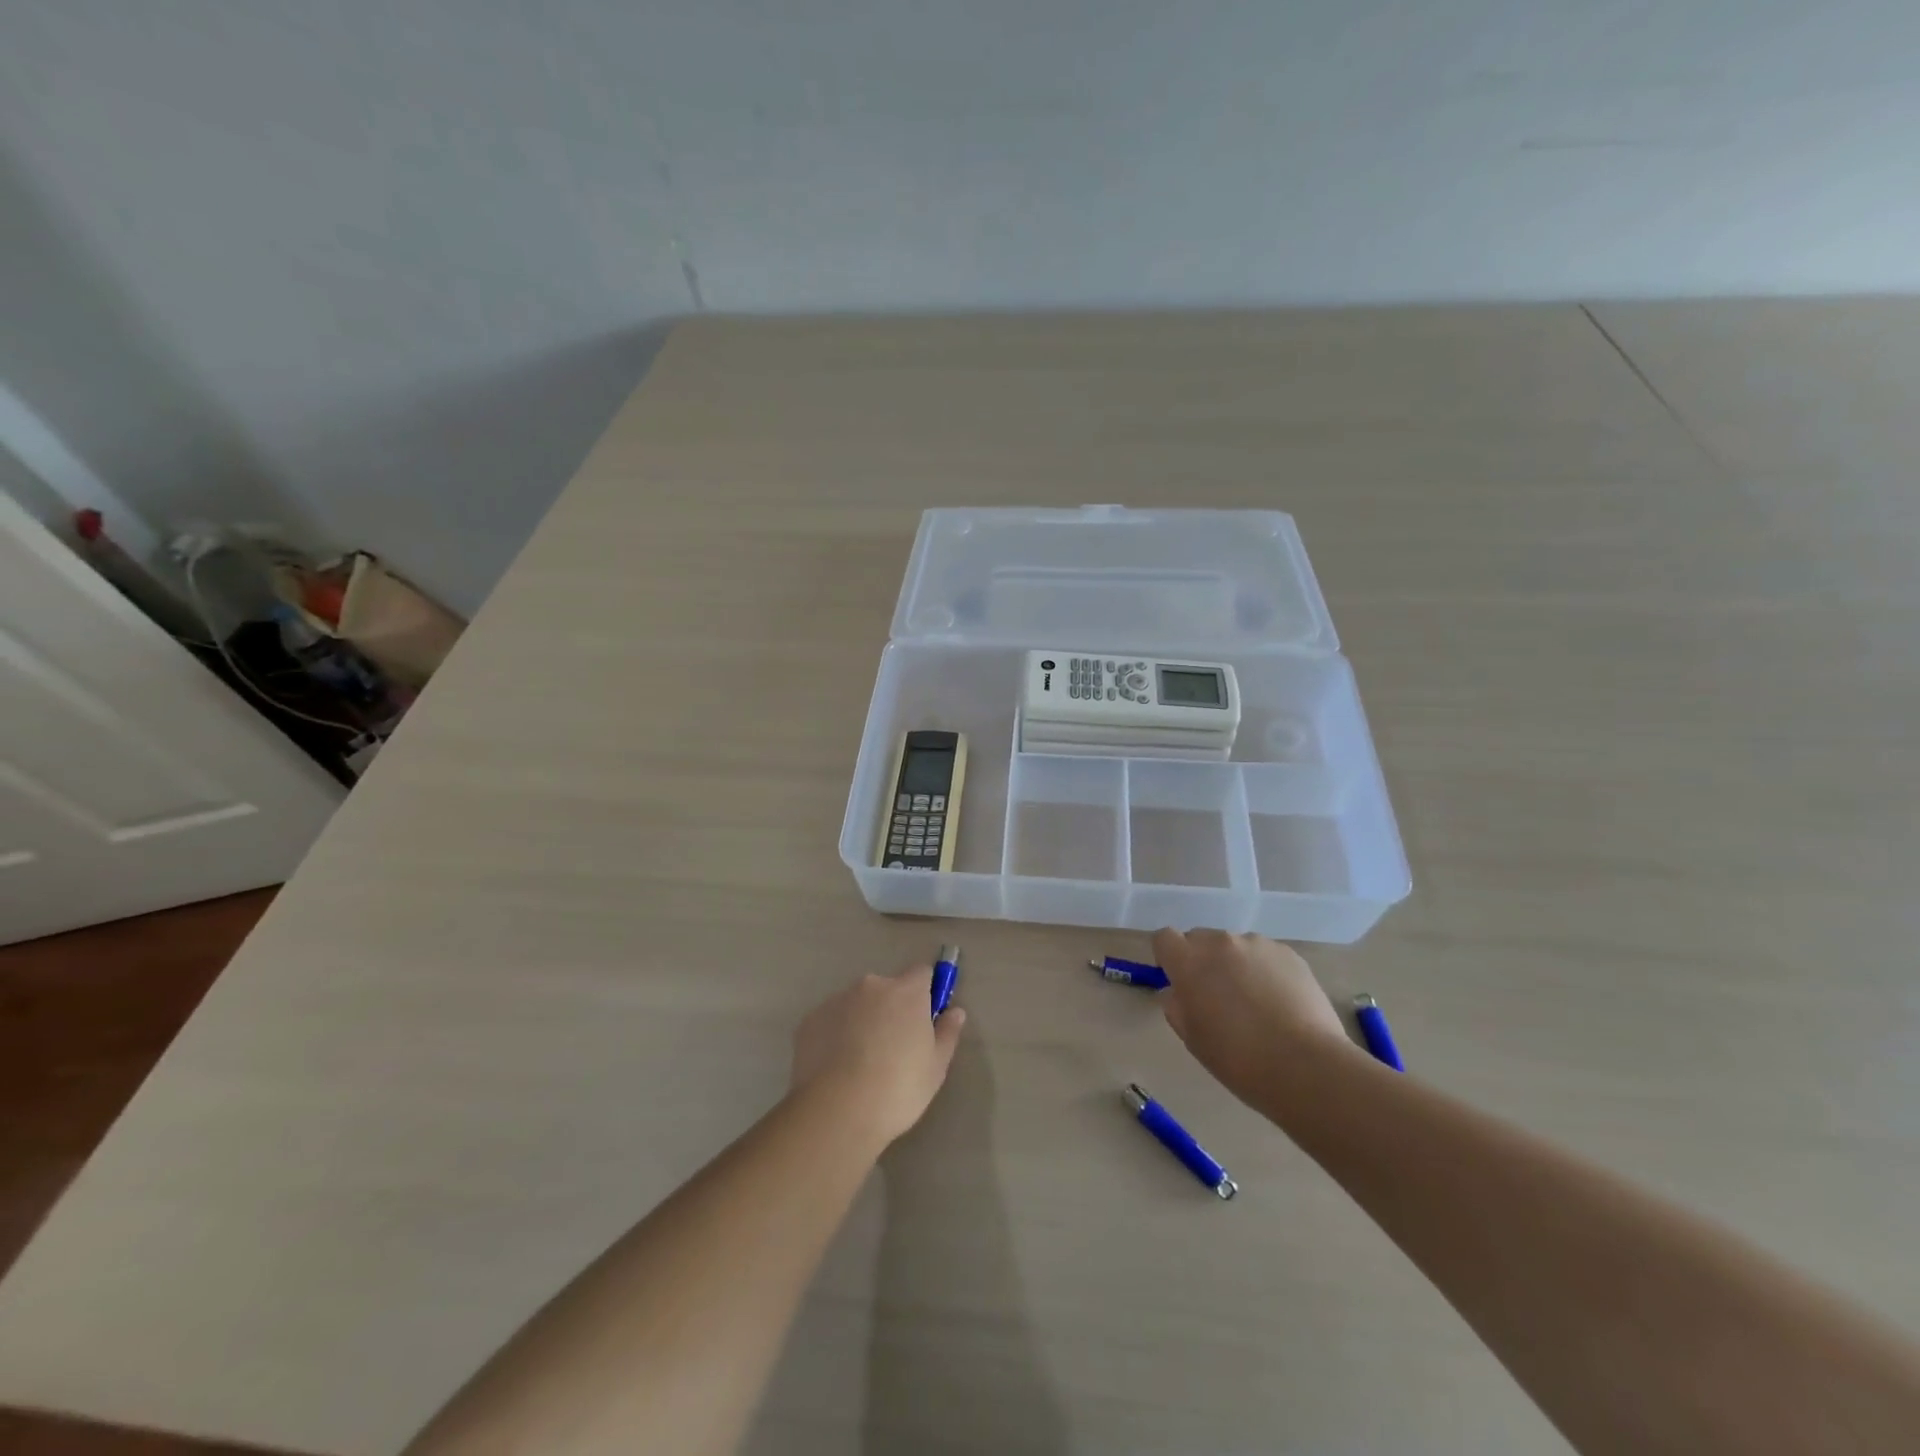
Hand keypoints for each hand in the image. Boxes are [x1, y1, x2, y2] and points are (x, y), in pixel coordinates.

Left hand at [791, 966, 966, 1145]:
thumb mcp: (936, 1067)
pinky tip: (836, 1068)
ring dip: (862, 1021)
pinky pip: (831, 1021)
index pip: (922, 973)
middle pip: (887, 988)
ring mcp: (837, 1000)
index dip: (926, 992)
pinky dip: (835, 1035)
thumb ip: (947, 1033)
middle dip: (891, 1009)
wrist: (838, 1111)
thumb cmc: (898, 1088)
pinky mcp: (810, 1020)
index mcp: (906, 992)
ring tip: (860, 1063)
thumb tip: (956, 1011)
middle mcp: (871, 986)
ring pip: (857, 1004)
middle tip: (893, 1048)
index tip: (925, 1018)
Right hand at [1154, 929, 1355, 1105]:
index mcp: (1189, 962)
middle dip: (1203, 960)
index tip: (1179, 980)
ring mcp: (1257, 944)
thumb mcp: (1193, 1039)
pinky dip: (1265, 971)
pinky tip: (1280, 1002)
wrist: (1306, 1066)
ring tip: (1256, 1002)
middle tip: (1218, 996)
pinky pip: (1265, 955)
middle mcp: (1220, 943)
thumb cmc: (1238, 1059)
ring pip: (1235, 947)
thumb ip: (1177, 1006)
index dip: (1169, 957)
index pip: (1164, 938)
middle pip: (1200, 939)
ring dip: (1236, 964)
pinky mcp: (1288, 953)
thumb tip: (1177, 992)